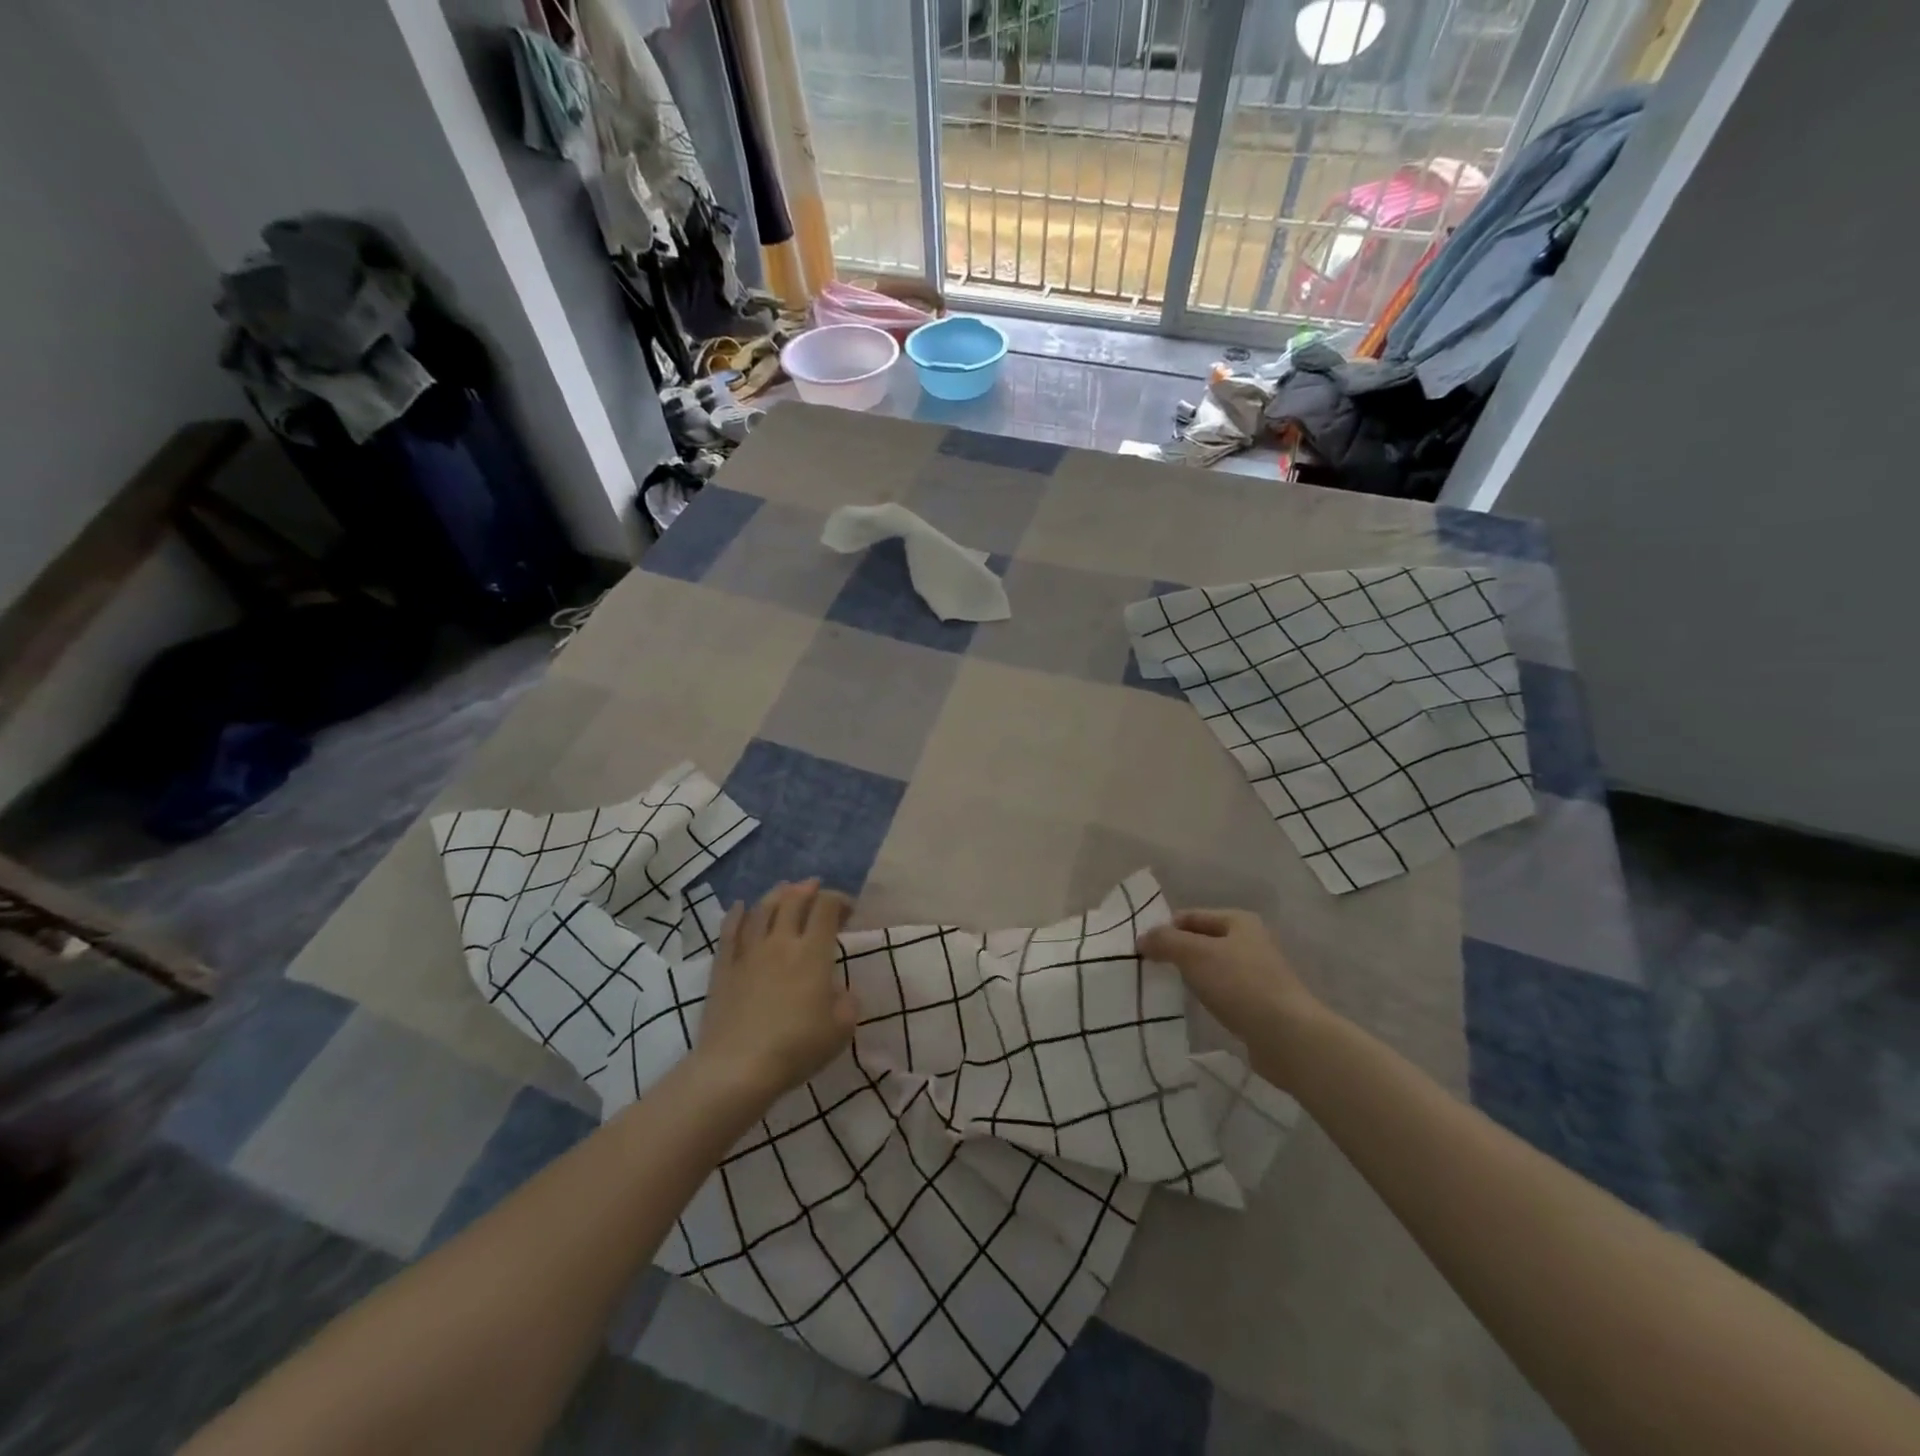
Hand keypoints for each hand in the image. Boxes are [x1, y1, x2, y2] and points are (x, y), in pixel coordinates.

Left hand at [695, 879, 856, 1104]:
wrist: (738, 1068)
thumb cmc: (796, 1048)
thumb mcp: (840, 1030)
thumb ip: (847, 1003)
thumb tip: (840, 992)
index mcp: (812, 953)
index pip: (826, 908)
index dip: (839, 899)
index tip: (848, 910)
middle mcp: (781, 942)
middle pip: (793, 900)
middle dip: (807, 889)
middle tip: (815, 888)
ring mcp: (748, 952)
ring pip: (761, 909)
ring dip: (776, 895)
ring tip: (784, 889)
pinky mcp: (723, 968)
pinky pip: (729, 931)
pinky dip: (736, 914)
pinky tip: (740, 907)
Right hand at [1138, 909, 1325, 1078]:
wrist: (1287, 1036)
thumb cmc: (1239, 984)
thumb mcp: (1194, 954)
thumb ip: (1164, 941)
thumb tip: (1142, 939)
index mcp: (1238, 921)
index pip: (1190, 916)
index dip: (1165, 929)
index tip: (1143, 950)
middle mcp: (1251, 941)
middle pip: (1202, 941)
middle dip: (1177, 952)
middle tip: (1151, 969)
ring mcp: (1258, 973)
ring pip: (1212, 967)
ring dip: (1192, 975)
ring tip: (1169, 988)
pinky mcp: (1260, 1002)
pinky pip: (1224, 991)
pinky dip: (1208, 995)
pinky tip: (1197, 1007)